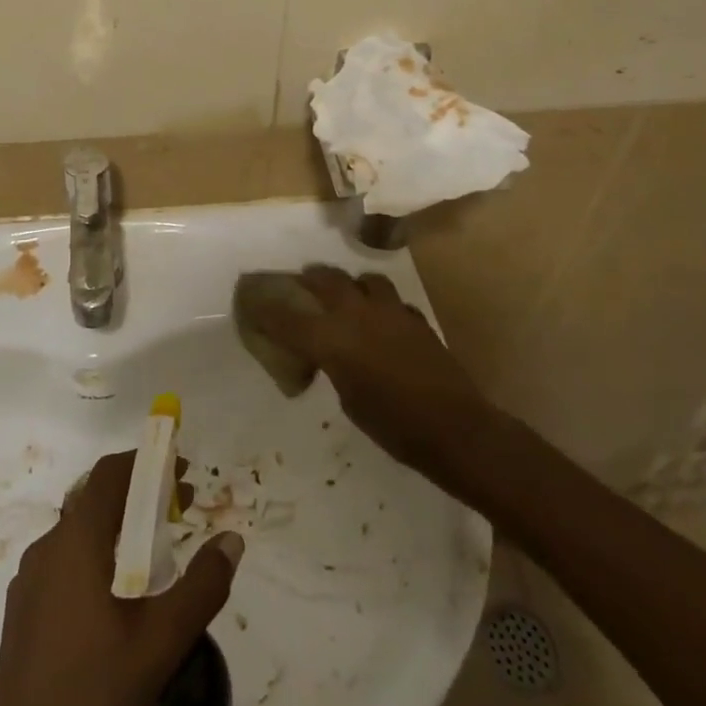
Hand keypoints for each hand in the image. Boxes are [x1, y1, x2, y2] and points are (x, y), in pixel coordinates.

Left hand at [0, 450, 244, 705]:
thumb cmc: (96, 695)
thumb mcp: (163, 641)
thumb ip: (203, 585)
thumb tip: (232, 539)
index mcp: (75, 544)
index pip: (108, 475)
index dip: (145, 462)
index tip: (180, 471)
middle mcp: (46, 550)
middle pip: (94, 500)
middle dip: (138, 495)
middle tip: (179, 511)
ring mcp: (28, 583)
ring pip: (77, 533)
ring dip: (117, 528)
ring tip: (155, 555)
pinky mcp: (21, 613)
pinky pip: (63, 563)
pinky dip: (95, 556)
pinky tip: (117, 598)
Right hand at [257, 265, 490, 476]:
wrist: (452, 427)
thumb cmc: (392, 426)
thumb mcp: (348, 400)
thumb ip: (333, 366)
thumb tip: (330, 357)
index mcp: (332, 339)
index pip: (287, 317)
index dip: (266, 309)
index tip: (253, 303)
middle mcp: (356, 314)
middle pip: (325, 279)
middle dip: (309, 280)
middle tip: (301, 286)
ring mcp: (389, 311)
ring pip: (362, 279)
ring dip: (349, 284)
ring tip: (346, 296)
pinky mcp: (414, 317)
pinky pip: (390, 299)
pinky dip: (379, 303)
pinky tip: (381, 319)